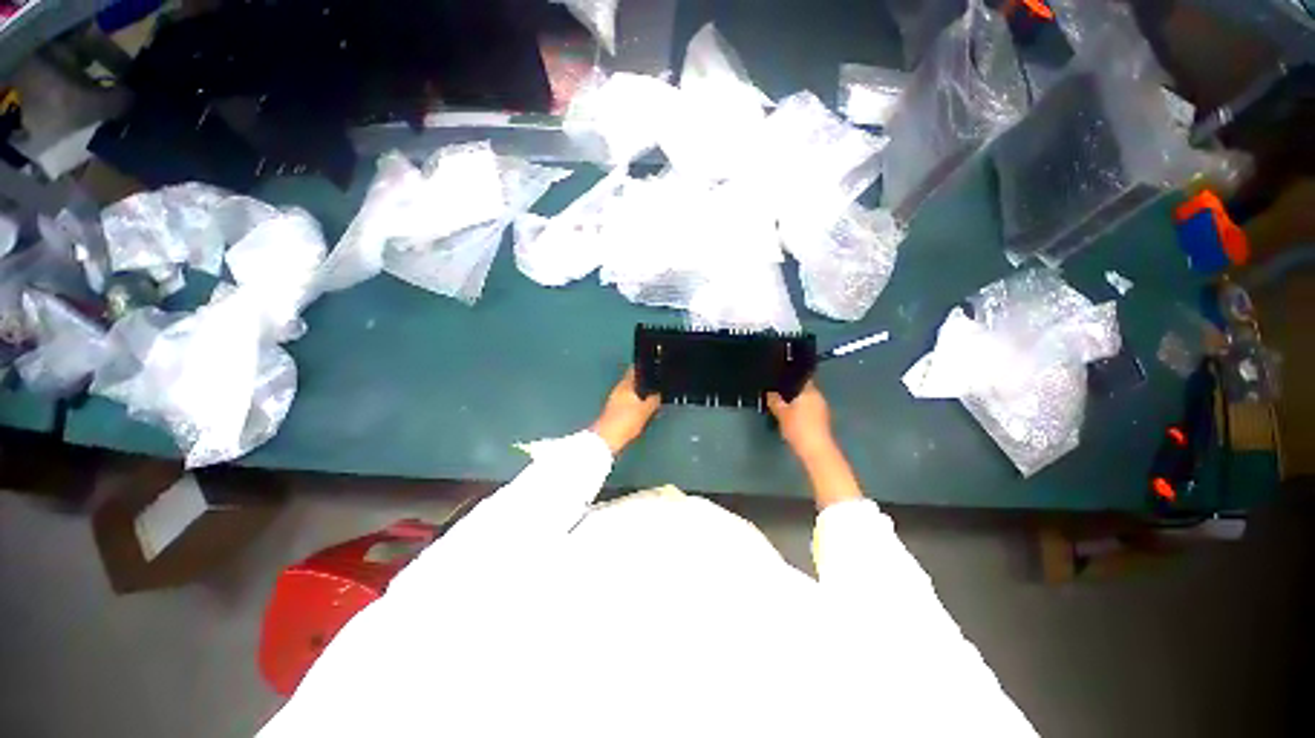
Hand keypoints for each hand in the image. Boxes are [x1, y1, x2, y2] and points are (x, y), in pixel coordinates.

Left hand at [591, 367, 660, 455]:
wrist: (607, 439)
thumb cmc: (624, 422)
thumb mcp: (645, 410)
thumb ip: (654, 400)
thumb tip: (659, 393)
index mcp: (625, 384)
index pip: (635, 369)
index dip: (645, 367)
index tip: (654, 367)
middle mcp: (618, 389)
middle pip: (633, 380)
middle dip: (644, 382)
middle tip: (656, 385)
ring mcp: (614, 400)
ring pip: (630, 391)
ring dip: (640, 393)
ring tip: (651, 399)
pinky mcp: (613, 411)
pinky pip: (627, 402)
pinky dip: (635, 403)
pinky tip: (642, 411)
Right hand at [768, 381, 862, 507]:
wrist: (816, 451)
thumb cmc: (799, 428)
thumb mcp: (781, 413)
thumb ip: (774, 400)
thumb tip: (769, 391)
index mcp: (809, 391)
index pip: (799, 377)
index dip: (788, 377)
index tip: (777, 378)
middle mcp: (818, 396)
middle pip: (802, 388)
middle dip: (790, 390)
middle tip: (776, 392)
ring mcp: (821, 408)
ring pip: (805, 398)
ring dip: (795, 400)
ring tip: (781, 404)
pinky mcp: (821, 419)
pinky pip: (808, 408)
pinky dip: (799, 409)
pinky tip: (790, 415)